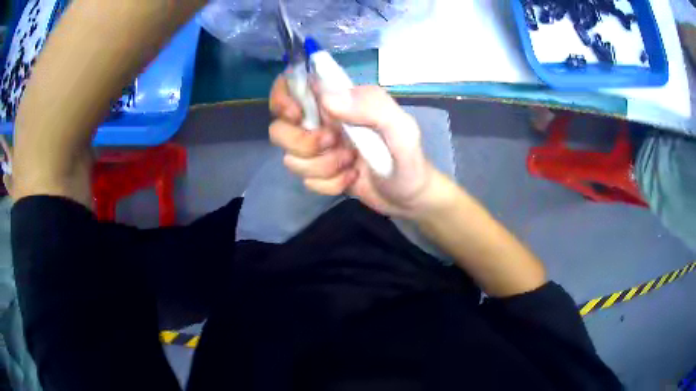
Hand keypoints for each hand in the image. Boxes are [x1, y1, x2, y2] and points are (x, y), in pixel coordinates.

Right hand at [269, 75, 443, 218]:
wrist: (408, 198)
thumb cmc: (408, 159)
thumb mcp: (402, 130)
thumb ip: (372, 106)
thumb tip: (326, 99)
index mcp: (339, 101)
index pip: (294, 84)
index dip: (283, 98)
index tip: (297, 116)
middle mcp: (322, 121)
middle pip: (280, 127)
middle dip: (303, 143)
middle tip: (332, 143)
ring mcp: (318, 149)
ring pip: (291, 158)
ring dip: (323, 166)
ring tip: (350, 164)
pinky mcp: (319, 173)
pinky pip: (306, 180)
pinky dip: (329, 184)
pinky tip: (350, 179)